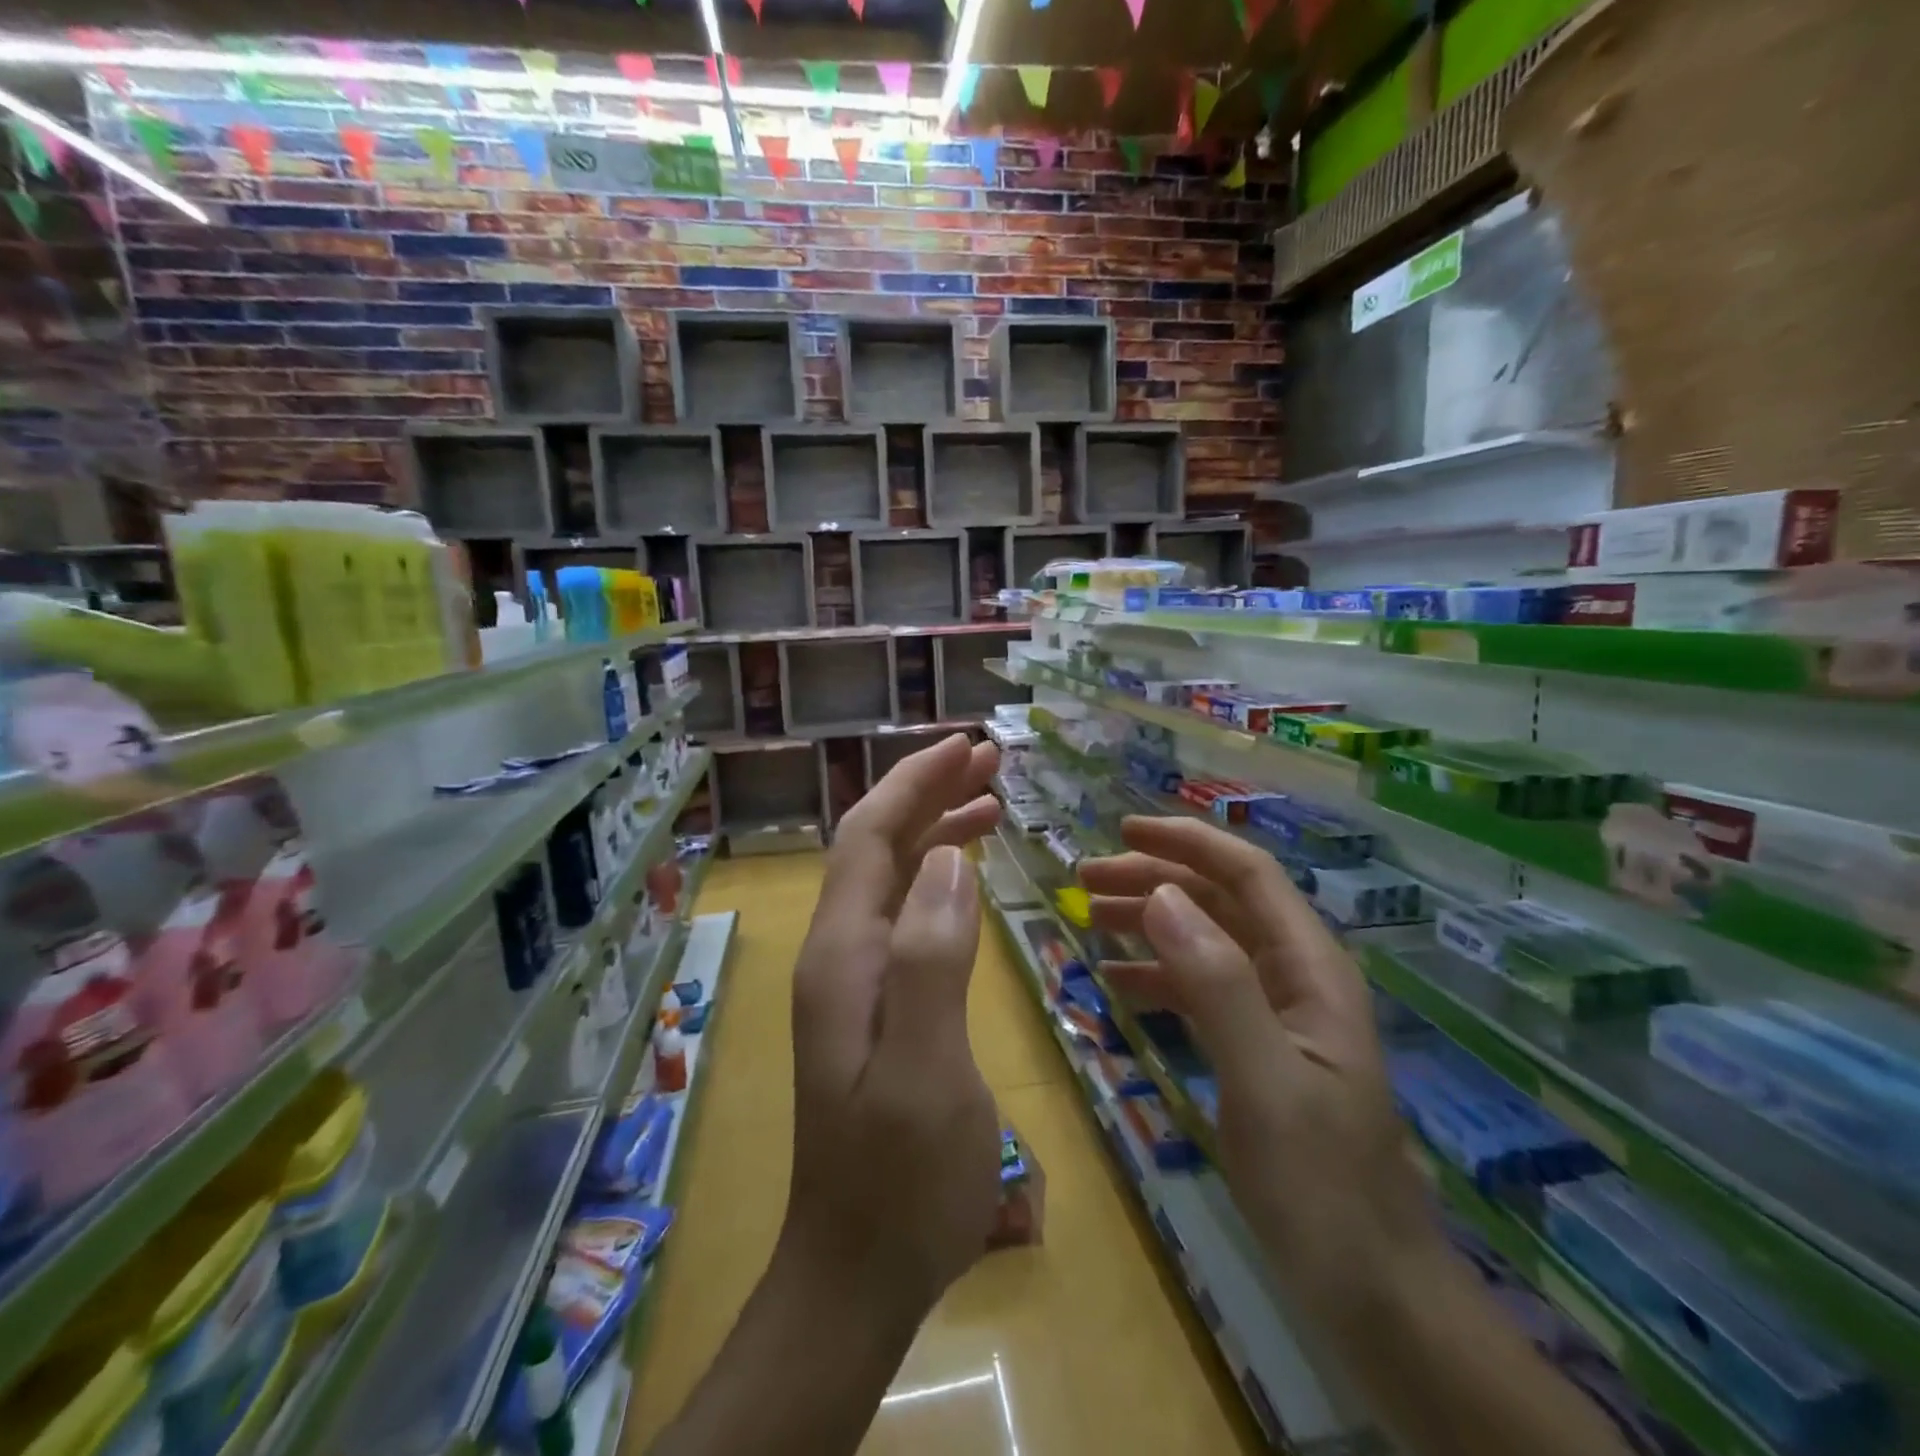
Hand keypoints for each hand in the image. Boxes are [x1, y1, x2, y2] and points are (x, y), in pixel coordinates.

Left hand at [779, 733, 1004, 1320]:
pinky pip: (905, 915)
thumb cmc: (899, 1179)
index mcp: (844, 954)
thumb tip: (947, 859)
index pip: (869, 835)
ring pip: (891, 877)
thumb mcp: (925, 1070)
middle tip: (989, 761)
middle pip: (877, 845)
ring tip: (991, 802)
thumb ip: (931, 958)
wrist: (855, 1271)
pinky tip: (968, 877)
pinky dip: (937, 879)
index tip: (965, 746)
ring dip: (934, 830)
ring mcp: (853, 980)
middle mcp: (840, 953)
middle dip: (927, 793)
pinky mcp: (874, 1004)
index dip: (913, 782)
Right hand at [1079, 816, 1440, 1327]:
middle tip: (1085, 879)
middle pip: (1220, 902)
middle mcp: (1295, 977)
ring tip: (1090, 918)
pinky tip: (1117, 981)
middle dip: (1155, 879)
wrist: (1373, 1293)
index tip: (1123, 830)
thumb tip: (1160, 894)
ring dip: (1150, 922)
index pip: (1247, 875)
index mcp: (1310, 968)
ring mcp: (1276, 1015)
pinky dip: (1157, 975)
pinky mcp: (1257, 1050)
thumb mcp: (1264, 1078)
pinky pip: (1200, 990)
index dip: (1187, 843)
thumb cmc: (1321, 1185)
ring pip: (1206, 942)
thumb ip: (1215, 982)